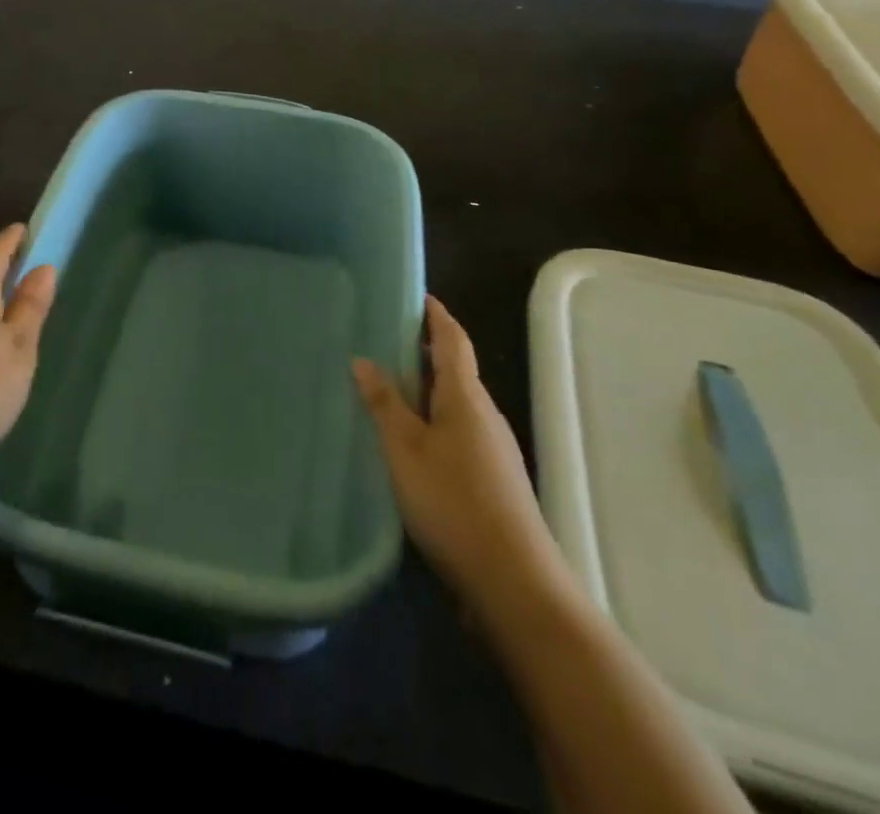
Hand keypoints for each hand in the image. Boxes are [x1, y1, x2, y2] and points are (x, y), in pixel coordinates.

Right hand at [353, 297, 555, 603]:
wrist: (515, 582)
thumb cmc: (453, 503)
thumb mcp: (404, 450)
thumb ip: (384, 404)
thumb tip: (363, 359)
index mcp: (466, 397)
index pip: (453, 340)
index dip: (436, 316)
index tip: (417, 297)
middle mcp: (486, 415)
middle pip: (456, 370)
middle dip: (426, 352)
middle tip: (385, 342)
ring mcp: (494, 450)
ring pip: (457, 405)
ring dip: (428, 390)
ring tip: (389, 389)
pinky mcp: (494, 481)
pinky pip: (459, 433)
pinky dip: (434, 422)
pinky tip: (411, 443)